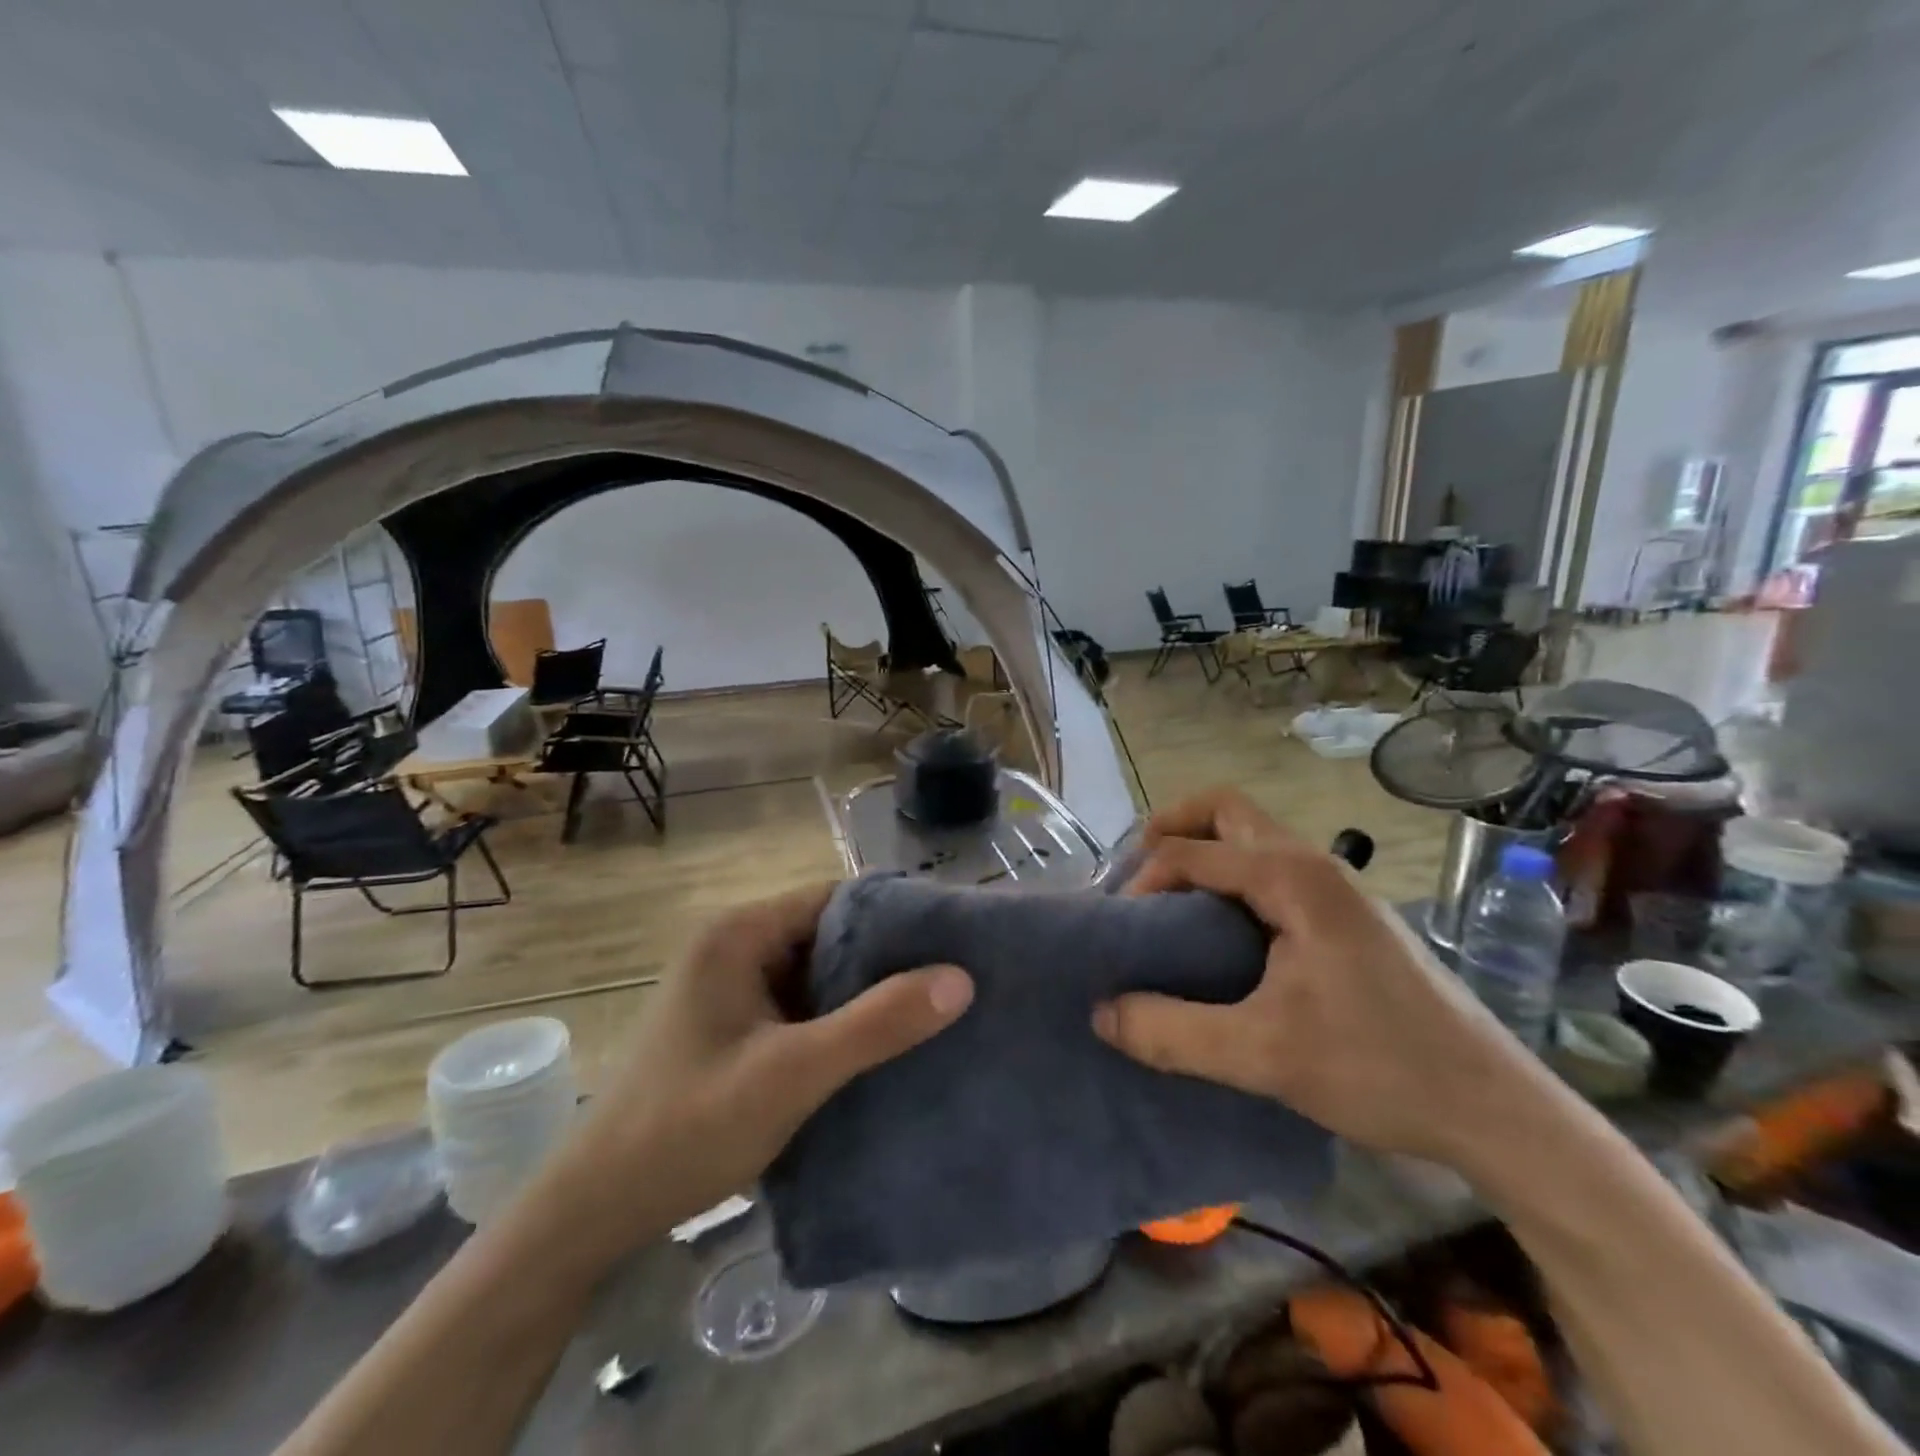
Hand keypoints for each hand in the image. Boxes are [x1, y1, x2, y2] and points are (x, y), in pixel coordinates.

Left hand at [565, 883, 973, 1238]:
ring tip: (929, 1013)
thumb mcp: (792, 1074)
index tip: (951, 942)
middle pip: (827, 934)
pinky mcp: (730, 1024)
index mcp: (739, 932)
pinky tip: (876, 1048)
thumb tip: (961, 978)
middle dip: (884, 959)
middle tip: (950, 982)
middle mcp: (733, 945)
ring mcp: (729, 986)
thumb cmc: (686, 1129)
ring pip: (815, 973)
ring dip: (861, 994)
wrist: (592, 1213)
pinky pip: (797, 1005)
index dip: (895, 916)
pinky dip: (834, 1021)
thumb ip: (877, 1024)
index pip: (836, 898)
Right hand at [1095, 789, 1543, 1166]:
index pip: (1191, 850)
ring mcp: (1336, 888)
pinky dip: (1229, 879)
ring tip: (1166, 905)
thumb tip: (1102, 1013)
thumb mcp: (1263, 1055)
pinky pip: (1270, 870)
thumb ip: (1171, 1031)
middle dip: (1171, 830)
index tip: (1120, 930)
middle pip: (1225, 810)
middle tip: (1136, 879)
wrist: (1494, 1108)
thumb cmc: (1381, 1068)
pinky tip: (1219, 937)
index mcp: (1293, 877)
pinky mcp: (1346, 916)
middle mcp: (1314, 864)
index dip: (1143, 880)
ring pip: (1252, 838)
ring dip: (1202, 853)